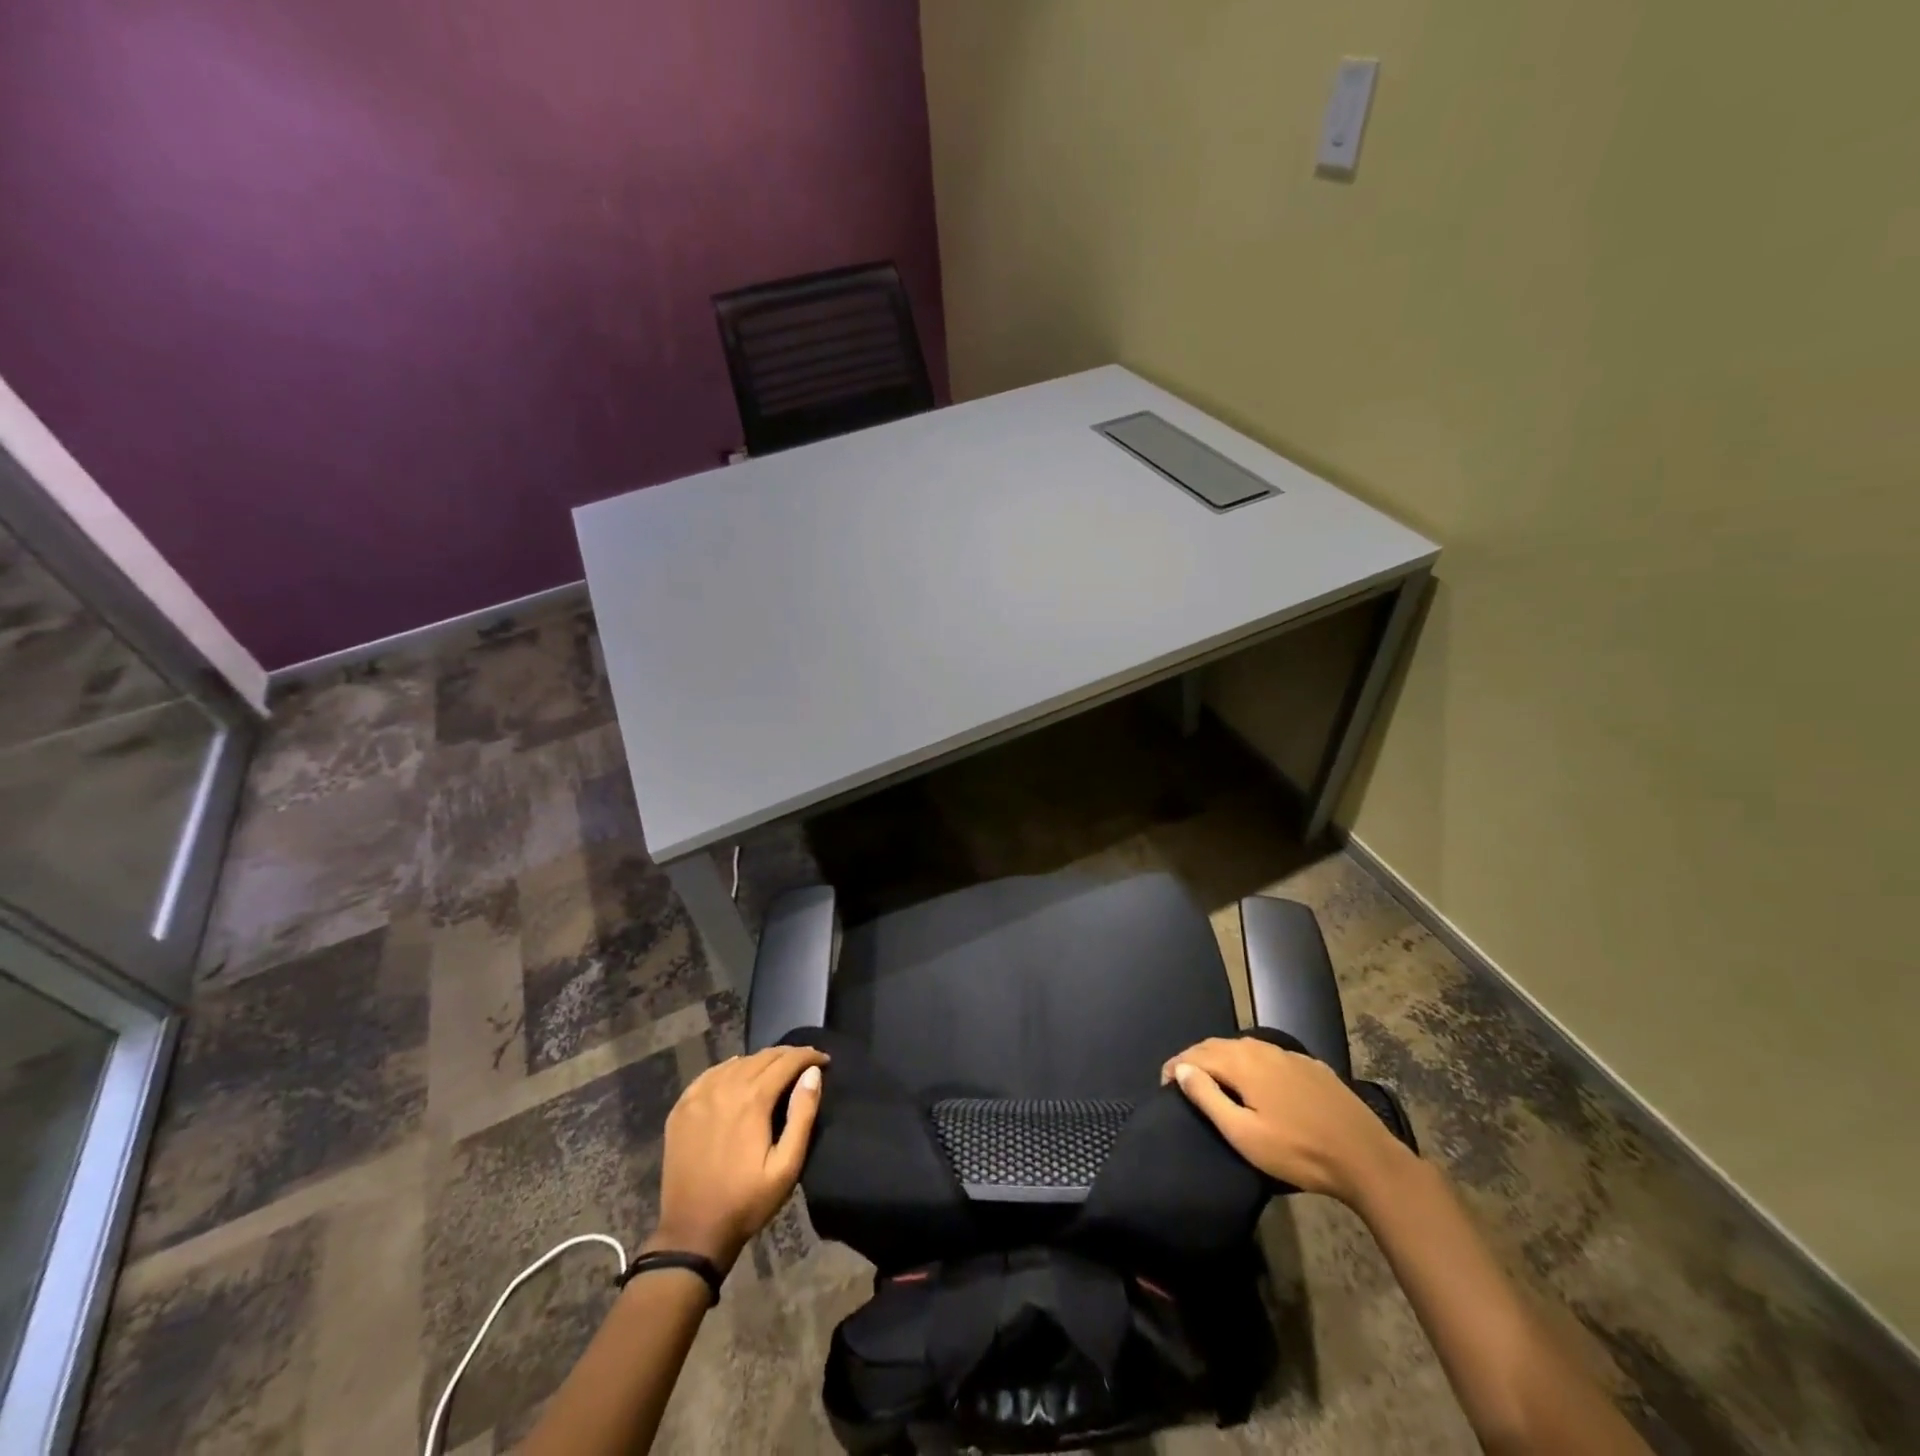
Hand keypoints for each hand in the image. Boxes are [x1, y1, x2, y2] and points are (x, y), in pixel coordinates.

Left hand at [651, 1046, 828, 1270]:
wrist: (692, 1233)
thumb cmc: (746, 1202)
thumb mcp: (786, 1167)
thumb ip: (802, 1116)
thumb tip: (813, 1074)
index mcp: (753, 1100)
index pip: (786, 1062)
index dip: (808, 1056)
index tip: (824, 1060)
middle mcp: (725, 1088)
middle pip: (762, 1057)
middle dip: (788, 1055)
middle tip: (805, 1064)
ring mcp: (699, 1096)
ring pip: (737, 1062)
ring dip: (760, 1061)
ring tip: (776, 1070)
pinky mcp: (682, 1108)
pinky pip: (710, 1074)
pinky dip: (730, 1068)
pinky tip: (737, 1074)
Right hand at [1162, 1037, 1413, 1206]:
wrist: (1366, 1158)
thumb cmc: (1299, 1152)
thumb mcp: (1245, 1134)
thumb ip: (1208, 1098)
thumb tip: (1181, 1069)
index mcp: (1243, 1062)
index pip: (1197, 1053)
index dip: (1176, 1065)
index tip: (1163, 1084)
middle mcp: (1263, 1048)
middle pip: (1218, 1045)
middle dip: (1196, 1059)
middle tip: (1183, 1081)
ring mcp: (1289, 1055)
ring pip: (1244, 1048)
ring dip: (1222, 1059)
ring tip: (1212, 1080)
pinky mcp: (1310, 1066)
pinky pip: (1267, 1056)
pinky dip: (1249, 1063)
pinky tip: (1254, 1082)